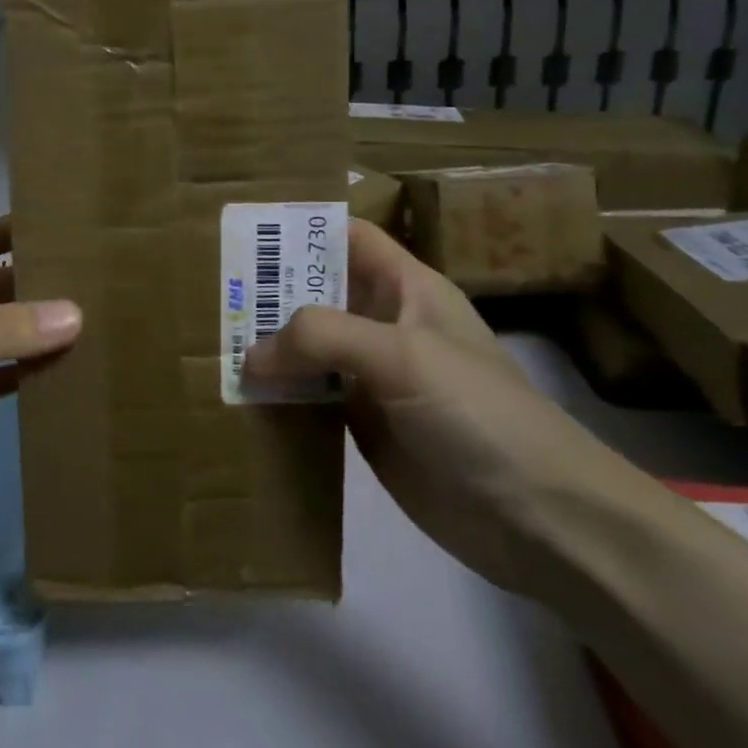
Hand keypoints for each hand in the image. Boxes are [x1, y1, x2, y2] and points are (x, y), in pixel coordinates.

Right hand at [244, 220, 630, 593]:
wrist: (541, 519)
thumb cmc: (478, 412)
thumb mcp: (402, 354)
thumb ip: (322, 337)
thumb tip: (250, 355)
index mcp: (405, 289)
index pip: (346, 237)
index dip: (300, 229)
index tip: (241, 232)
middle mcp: (384, 325)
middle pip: (316, 293)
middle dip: (267, 290)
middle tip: (206, 292)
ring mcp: (372, 378)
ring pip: (308, 349)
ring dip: (266, 347)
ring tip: (206, 342)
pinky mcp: (363, 426)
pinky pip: (310, 399)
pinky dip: (277, 396)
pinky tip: (237, 398)